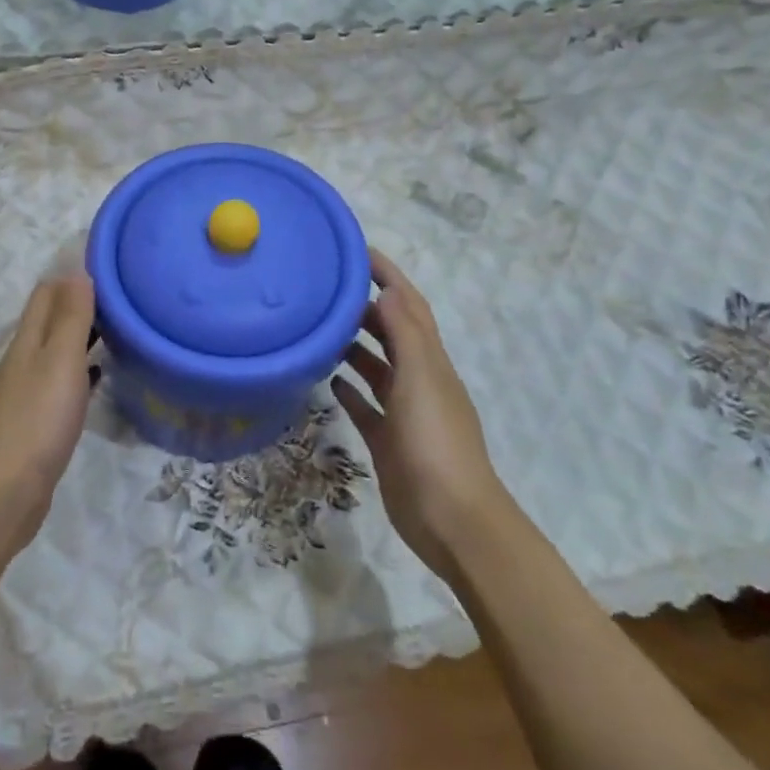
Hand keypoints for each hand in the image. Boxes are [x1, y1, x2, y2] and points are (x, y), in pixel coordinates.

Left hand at [0, 275, 96, 557]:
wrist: (5, 494)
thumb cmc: (37, 421)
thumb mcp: (59, 361)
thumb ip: (70, 317)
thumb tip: (77, 271)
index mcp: (27, 341)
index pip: (47, 293)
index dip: (74, 277)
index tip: (111, 270)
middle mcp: (24, 361)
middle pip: (51, 320)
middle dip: (82, 304)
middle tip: (124, 299)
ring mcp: (28, 393)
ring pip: (57, 351)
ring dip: (83, 336)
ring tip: (120, 330)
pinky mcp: (37, 422)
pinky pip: (62, 383)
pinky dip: (82, 370)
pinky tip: (101, 375)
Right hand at [332, 250, 515, 577]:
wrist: (450, 518)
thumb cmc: (435, 442)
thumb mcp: (422, 380)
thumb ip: (406, 333)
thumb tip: (388, 289)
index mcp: (430, 361)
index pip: (409, 305)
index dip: (388, 275)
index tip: (357, 251)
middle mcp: (418, 379)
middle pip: (391, 332)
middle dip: (364, 307)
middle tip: (324, 290)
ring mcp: (404, 411)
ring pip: (376, 368)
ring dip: (354, 346)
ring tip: (319, 330)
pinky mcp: (388, 440)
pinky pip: (365, 406)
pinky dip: (349, 390)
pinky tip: (326, 382)